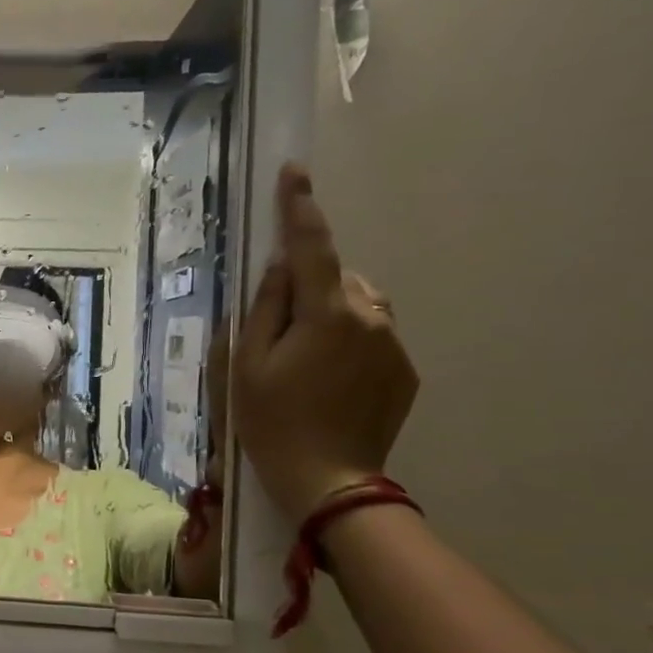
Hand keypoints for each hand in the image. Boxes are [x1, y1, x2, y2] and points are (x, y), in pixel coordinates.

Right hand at [233, 165, 418, 524]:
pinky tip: (326, 380)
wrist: (328, 480)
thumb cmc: (270, 421)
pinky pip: (373, 335)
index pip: (312, 248)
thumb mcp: (246, 364)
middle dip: (309, 287)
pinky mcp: (405, 371)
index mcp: (327, 314)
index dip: (300, 208)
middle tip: (277, 331)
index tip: (294, 172)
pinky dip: (348, 341)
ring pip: (358, 306)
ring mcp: (394, 345)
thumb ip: (263, 309)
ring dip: (330, 314)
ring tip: (302, 359)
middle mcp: (371, 319)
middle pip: (337, 279)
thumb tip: (279, 268)